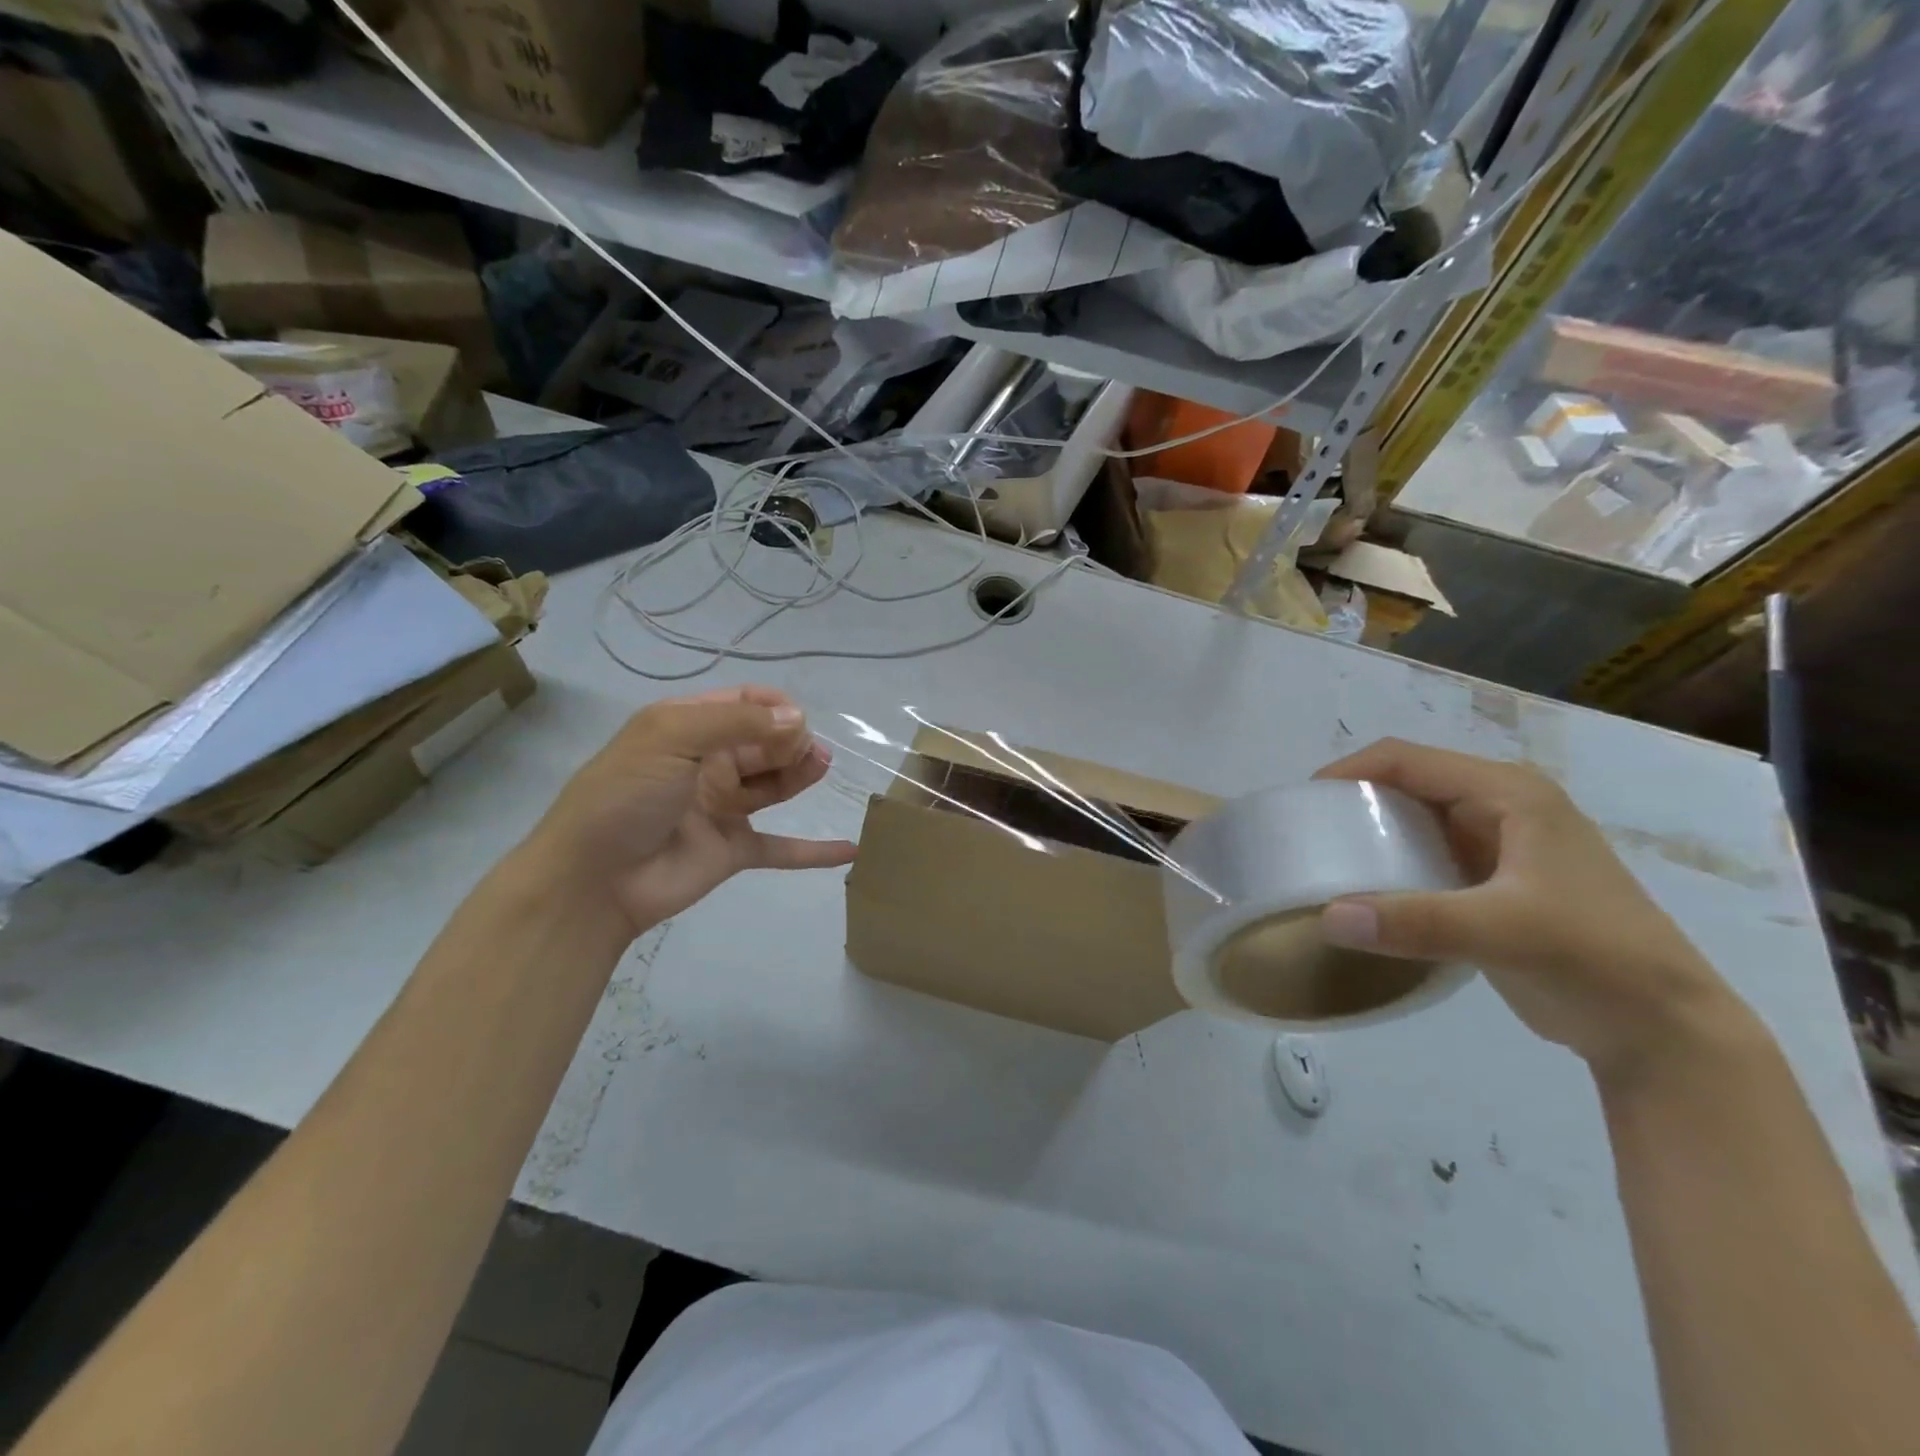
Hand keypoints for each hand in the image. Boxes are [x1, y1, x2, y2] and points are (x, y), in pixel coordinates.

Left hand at [521, 686, 855, 937]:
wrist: (592, 880)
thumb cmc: (626, 796)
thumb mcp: (671, 738)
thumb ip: (737, 723)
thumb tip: (798, 719)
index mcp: (687, 729)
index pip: (744, 704)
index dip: (776, 707)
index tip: (797, 720)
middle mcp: (708, 764)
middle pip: (765, 742)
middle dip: (793, 740)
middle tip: (810, 752)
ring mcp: (722, 809)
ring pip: (775, 785)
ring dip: (803, 775)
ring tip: (822, 770)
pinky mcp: (733, 851)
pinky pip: (781, 848)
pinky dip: (814, 851)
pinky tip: (849, 848)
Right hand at [1314, 739, 1754, 1077]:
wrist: (1663, 1029)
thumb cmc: (1594, 958)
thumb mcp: (1503, 932)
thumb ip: (1413, 922)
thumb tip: (1326, 917)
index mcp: (1508, 794)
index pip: (1407, 760)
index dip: (1349, 771)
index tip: (1303, 804)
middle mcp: (1501, 806)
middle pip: (1407, 783)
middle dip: (1353, 801)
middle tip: (1308, 835)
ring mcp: (1499, 844)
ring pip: (1414, 819)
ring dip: (1369, 833)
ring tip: (1325, 859)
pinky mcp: (1493, 881)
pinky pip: (1424, 854)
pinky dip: (1389, 863)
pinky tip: (1364, 890)